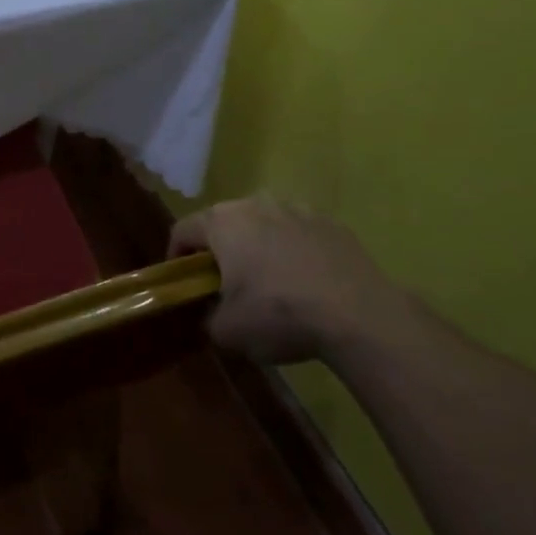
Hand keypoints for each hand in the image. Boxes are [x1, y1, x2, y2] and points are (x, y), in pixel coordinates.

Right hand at [169, 197, 423, 364]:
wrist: (360, 315)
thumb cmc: (279, 314)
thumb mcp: (227, 330)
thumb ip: (209, 317)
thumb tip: (215, 313)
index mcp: (222, 222)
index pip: (183, 230)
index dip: (175, 256)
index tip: (183, 282)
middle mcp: (256, 204)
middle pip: (224, 222)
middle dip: (219, 249)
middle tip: (224, 283)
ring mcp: (299, 210)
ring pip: (264, 225)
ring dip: (258, 247)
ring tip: (268, 283)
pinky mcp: (333, 225)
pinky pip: (300, 235)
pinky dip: (294, 253)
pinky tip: (305, 284)